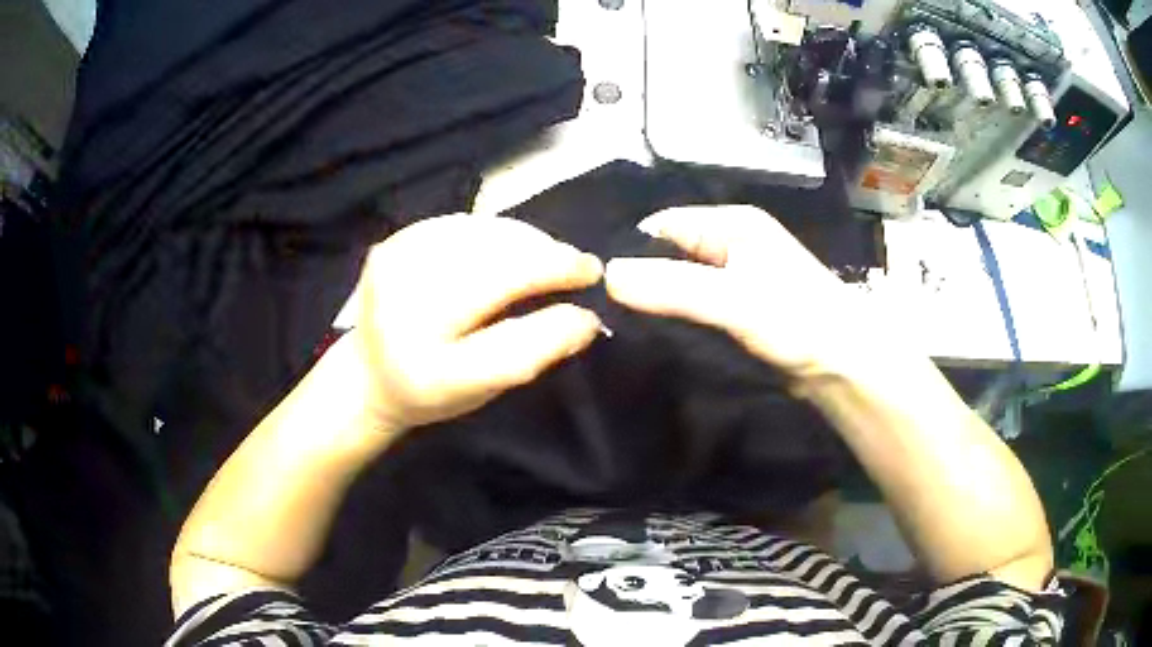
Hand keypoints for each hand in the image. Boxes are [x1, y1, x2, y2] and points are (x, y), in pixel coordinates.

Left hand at [355, 214, 603, 432]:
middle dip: (548, 258)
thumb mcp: (483, 390)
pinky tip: (511, 247)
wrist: (368, 373)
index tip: (592, 287)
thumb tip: (586, 317)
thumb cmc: (430, 392)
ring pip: (481, 236)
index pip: (506, 335)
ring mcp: (393, 267)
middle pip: (495, 267)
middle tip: (580, 266)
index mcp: (427, 366)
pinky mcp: (393, 242)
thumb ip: (532, 354)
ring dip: (527, 241)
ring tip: (550, 256)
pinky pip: (462, 224)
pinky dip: (497, 233)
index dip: (556, 302)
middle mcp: (403, 310)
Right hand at [605, 205, 882, 383]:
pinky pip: (692, 304)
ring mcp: (734, 275)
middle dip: (638, 278)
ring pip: (678, 281)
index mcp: (732, 223)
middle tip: (601, 311)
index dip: (628, 251)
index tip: (593, 286)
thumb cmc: (800, 323)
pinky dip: (673, 316)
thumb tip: (607, 276)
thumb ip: (675, 287)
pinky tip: (651, 335)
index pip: (661, 225)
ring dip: (655, 300)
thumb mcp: (736, 301)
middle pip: (668, 252)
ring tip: (618, 325)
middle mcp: (730, 241)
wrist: (845, 366)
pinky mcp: (736, 307)